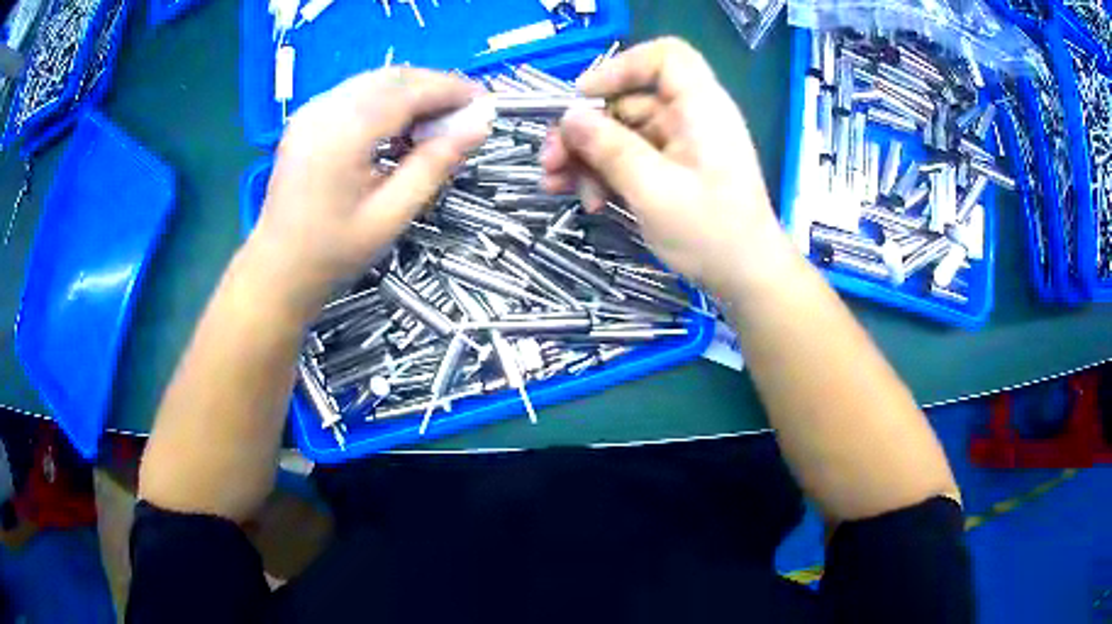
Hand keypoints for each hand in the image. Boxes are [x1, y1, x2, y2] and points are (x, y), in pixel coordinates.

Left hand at [248, 68, 488, 319]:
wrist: (279, 267)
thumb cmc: (334, 251)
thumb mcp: (392, 215)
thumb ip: (435, 165)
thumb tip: (479, 126)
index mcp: (342, 135)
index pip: (408, 91)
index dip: (451, 90)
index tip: (484, 103)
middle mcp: (324, 110)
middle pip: (393, 77)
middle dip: (435, 87)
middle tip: (465, 114)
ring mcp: (312, 111)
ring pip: (376, 80)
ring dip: (413, 91)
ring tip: (437, 121)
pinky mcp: (308, 117)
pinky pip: (357, 92)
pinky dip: (388, 99)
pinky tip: (401, 125)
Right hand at [541, 38, 787, 294]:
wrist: (747, 279)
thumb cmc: (712, 233)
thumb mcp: (654, 190)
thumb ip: (610, 149)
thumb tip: (569, 117)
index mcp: (700, 108)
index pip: (665, 58)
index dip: (622, 67)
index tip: (584, 97)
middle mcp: (690, 119)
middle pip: (629, 102)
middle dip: (585, 129)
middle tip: (550, 161)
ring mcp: (681, 146)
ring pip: (622, 133)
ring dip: (587, 157)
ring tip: (556, 186)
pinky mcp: (673, 170)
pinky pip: (631, 158)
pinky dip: (606, 175)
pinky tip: (589, 202)